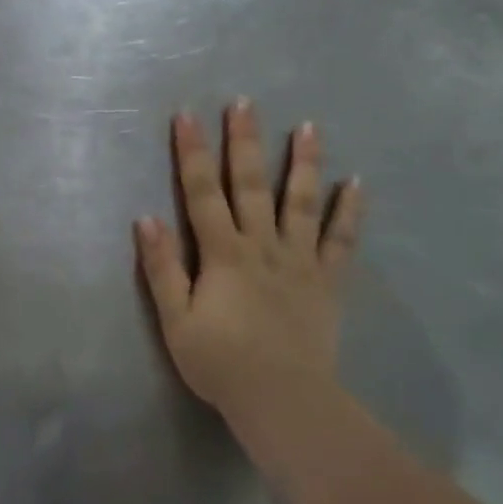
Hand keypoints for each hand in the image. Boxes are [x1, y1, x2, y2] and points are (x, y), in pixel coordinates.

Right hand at [135, 102, 364, 438]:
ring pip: (301, 202)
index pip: (202, 192)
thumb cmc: (220, 362)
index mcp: (222, 253)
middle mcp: (262, 246)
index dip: (193, 153)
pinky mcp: (327, 282)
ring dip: (303, 162)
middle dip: (245, 142)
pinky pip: (341, 241)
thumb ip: (162, 268)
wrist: (283, 401)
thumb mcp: (175, 320)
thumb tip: (146, 218)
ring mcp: (299, 261)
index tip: (186, 116)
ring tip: (309, 126)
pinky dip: (348, 211)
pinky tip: (356, 184)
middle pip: (251, 185)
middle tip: (245, 103)